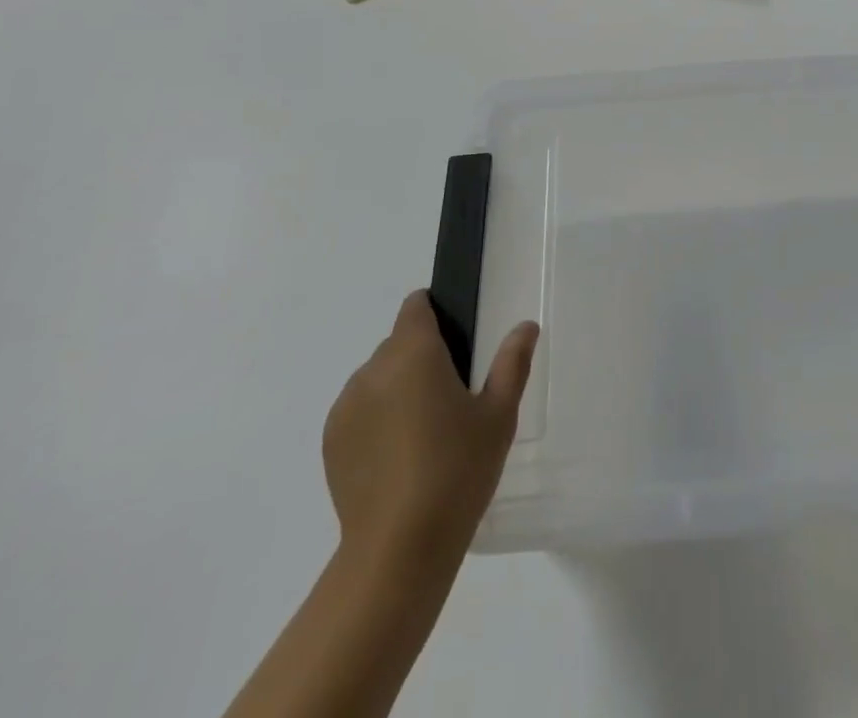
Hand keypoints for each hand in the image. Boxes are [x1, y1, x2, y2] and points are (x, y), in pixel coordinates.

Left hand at [322, 291, 538, 569]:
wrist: (398, 550)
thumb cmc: (457, 471)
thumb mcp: (498, 415)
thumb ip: (512, 363)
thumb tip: (526, 326)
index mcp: (414, 353)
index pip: (416, 307)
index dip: (434, 313)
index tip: (456, 342)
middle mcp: (373, 369)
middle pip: (398, 344)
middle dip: (422, 359)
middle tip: (452, 399)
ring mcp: (346, 407)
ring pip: (377, 379)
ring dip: (398, 389)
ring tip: (424, 434)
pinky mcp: (331, 442)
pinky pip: (359, 411)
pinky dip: (377, 420)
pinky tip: (398, 458)